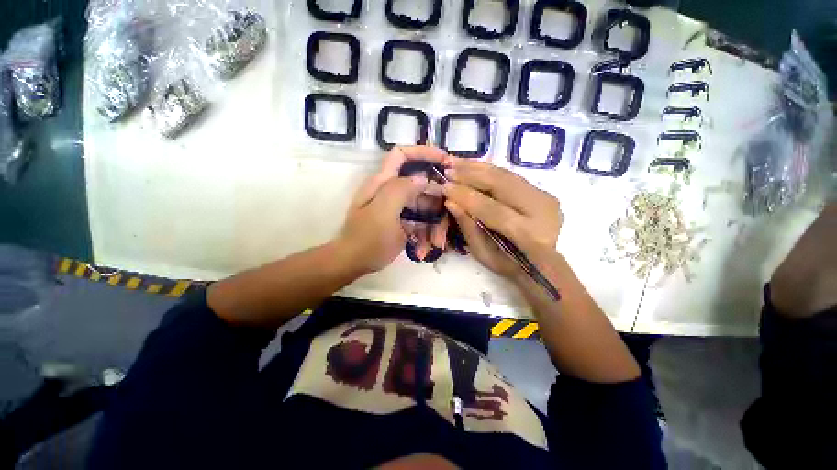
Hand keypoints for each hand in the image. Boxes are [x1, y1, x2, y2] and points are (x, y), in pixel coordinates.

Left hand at [337, 146, 447, 273]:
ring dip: (434, 226)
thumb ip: (400, 190)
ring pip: (425, 208)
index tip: (445, 159)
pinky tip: (423, 251)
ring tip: (435, 244)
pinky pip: (421, 224)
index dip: (423, 152)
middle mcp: (392, 192)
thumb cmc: (366, 239)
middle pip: (422, 188)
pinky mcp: (403, 223)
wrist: (353, 263)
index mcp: (383, 182)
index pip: (402, 155)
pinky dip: (425, 236)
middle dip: (437, 203)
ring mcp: (399, 209)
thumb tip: (422, 178)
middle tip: (445, 220)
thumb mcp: (382, 212)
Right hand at [442, 158, 561, 279]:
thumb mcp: (482, 253)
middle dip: (471, 175)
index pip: (492, 209)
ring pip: (506, 175)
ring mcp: (545, 197)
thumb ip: (468, 227)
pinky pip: (511, 175)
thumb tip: (450, 202)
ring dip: (478, 167)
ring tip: (455, 162)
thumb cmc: (508, 266)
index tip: (444, 188)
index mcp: (528, 235)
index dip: (466, 197)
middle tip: (447, 170)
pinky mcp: (542, 191)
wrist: (541, 264)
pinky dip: (489, 169)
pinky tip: (472, 165)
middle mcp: (542, 211)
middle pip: (502, 185)